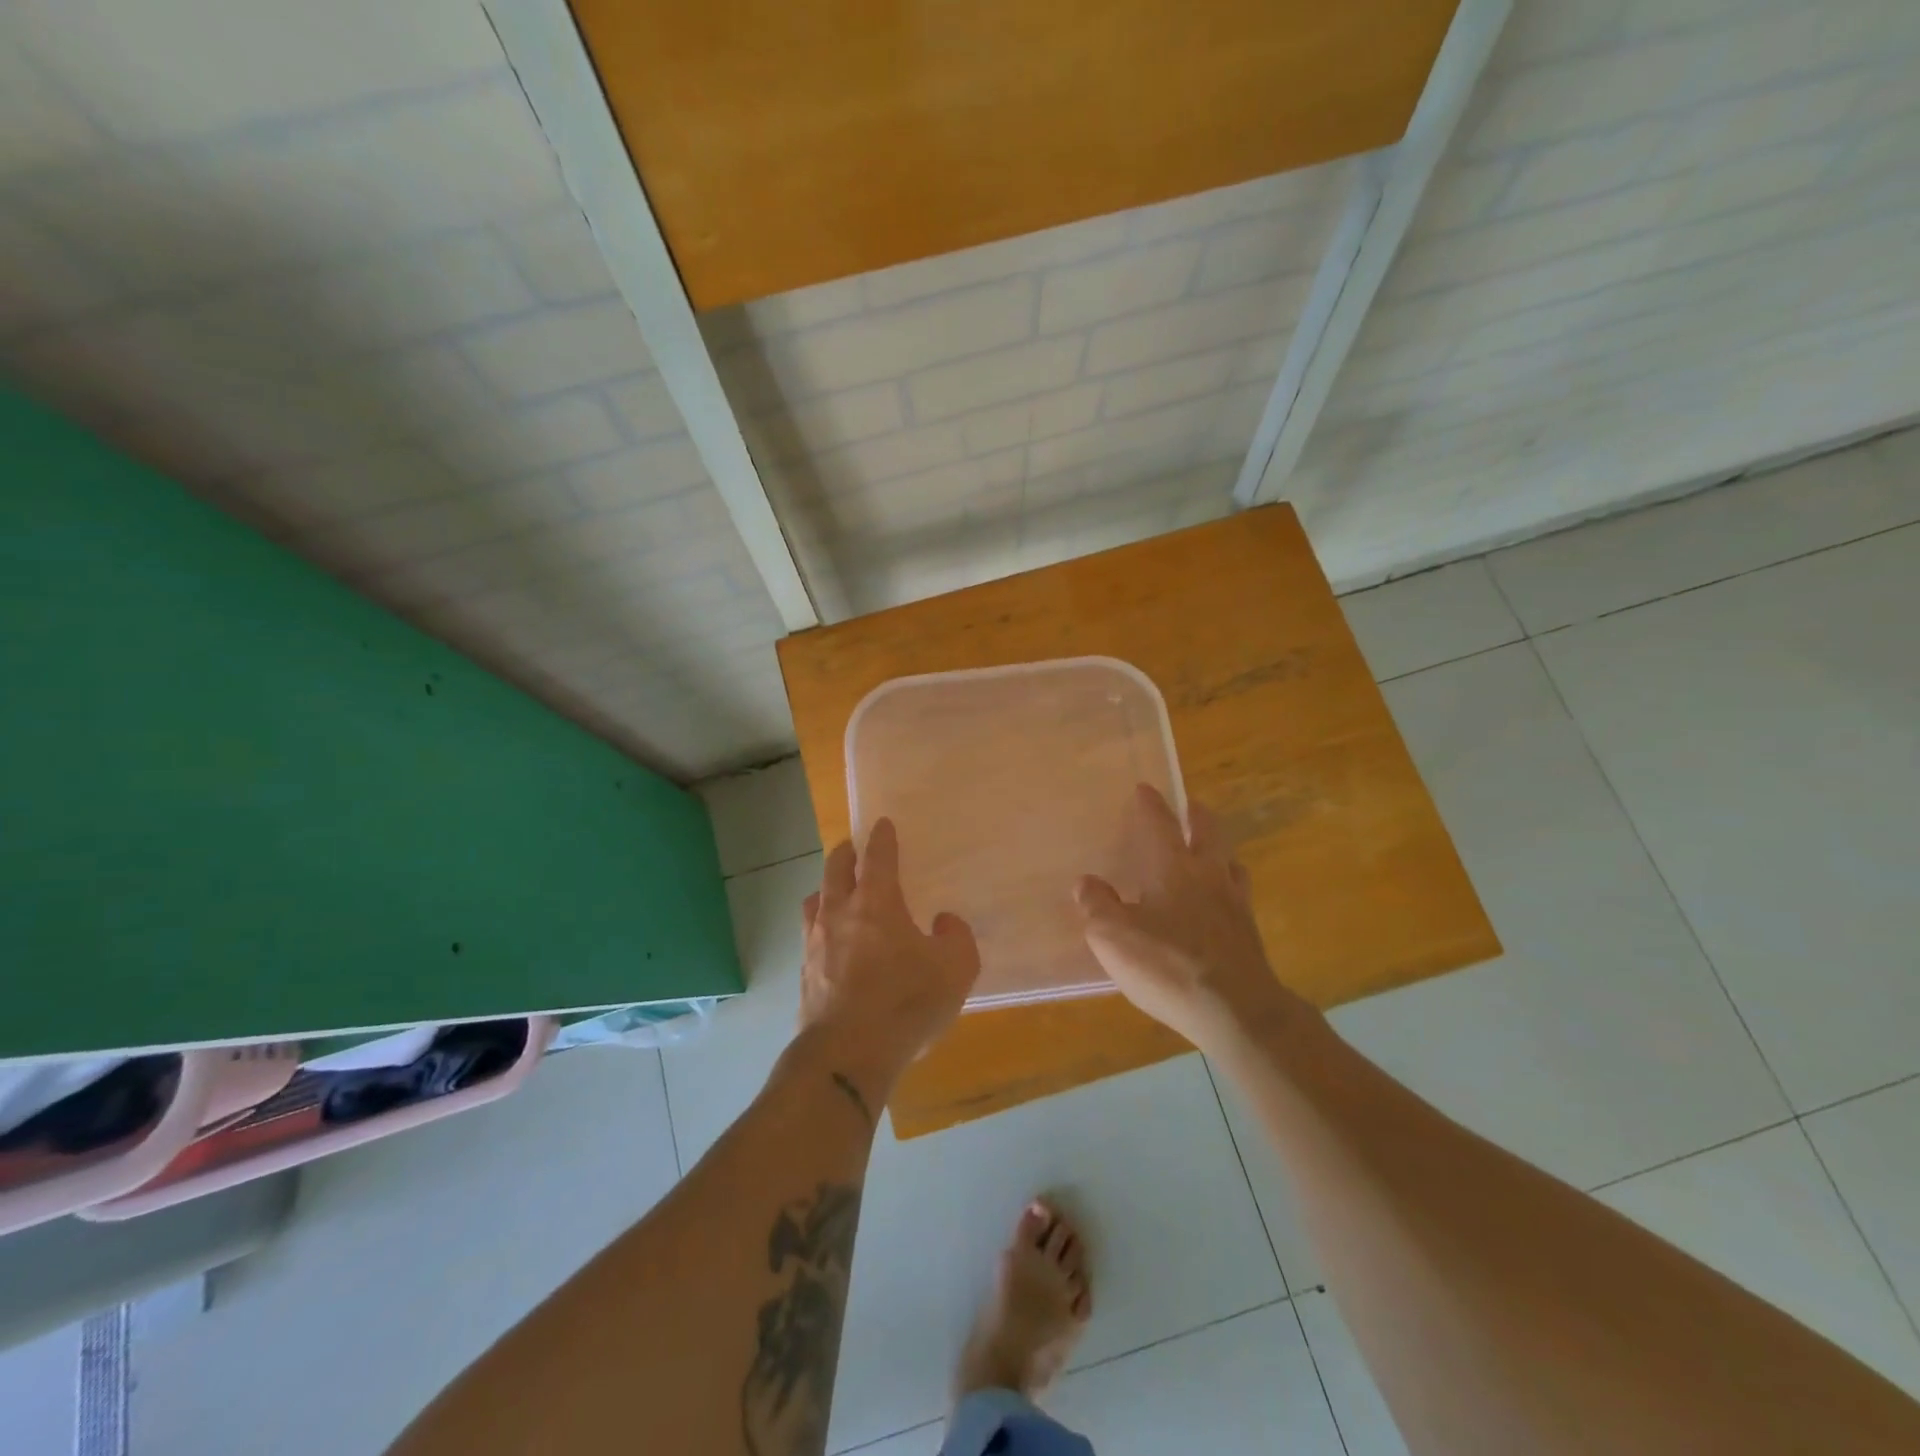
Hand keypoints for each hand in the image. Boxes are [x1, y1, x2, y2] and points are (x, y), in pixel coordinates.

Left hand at [795, 818, 980, 1108]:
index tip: (882, 824)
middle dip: (845, 853)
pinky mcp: (804, 974)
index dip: (882, 838)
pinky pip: (810, 936)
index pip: (877, 857)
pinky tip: (830, 943)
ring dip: (827, 888)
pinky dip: (821, 927)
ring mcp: (815, 943)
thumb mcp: (955, 969)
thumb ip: (956, 937)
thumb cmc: (905, 1003)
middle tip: (853, 848)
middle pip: (836, 869)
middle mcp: (840, 913)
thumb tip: (943, 921)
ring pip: (815, 900)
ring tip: (836, 891)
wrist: (847, 1055)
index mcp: (876, 903)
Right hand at [1075, 785, 1309, 1054]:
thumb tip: (1085, 882)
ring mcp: (1235, 904)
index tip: (1146, 788)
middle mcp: (1208, 876)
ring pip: (1231, 862)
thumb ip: (1097, 905)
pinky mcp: (1249, 935)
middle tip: (1190, 807)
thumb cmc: (1167, 965)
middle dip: (1197, 815)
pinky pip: (1240, 896)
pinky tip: (1222, 902)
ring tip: (1211, 851)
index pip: (1161, 824)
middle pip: (1209, 832)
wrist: (1236, 1010)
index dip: (1151, 805)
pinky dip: (1230, 887)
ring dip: (1219, 850)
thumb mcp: (1113, 937)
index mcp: (1173, 868)